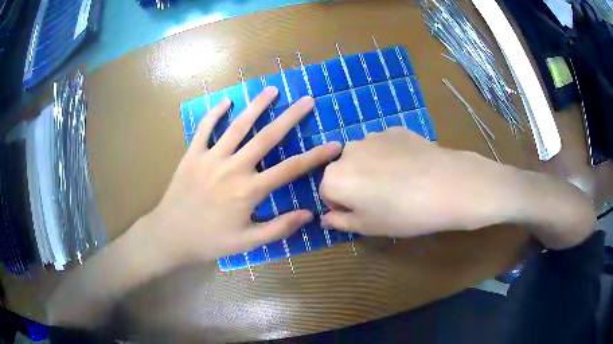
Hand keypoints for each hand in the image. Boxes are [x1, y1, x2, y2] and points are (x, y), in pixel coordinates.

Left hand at [144, 87, 340, 265]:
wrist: (170, 235)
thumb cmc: (209, 241)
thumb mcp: (247, 241)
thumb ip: (279, 227)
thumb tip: (309, 214)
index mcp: (249, 190)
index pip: (290, 169)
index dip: (316, 156)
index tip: (335, 144)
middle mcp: (233, 168)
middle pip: (267, 137)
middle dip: (291, 117)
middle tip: (307, 100)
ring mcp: (211, 157)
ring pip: (238, 126)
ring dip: (256, 106)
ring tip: (272, 90)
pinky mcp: (192, 154)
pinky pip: (204, 128)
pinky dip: (214, 113)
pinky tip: (226, 101)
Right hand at [319, 128, 516, 236]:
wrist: (446, 185)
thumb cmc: (403, 214)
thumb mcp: (368, 227)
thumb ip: (341, 222)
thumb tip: (325, 218)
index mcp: (335, 177)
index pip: (327, 193)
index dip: (343, 206)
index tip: (363, 214)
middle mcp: (347, 151)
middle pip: (344, 171)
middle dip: (355, 185)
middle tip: (381, 200)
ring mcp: (373, 136)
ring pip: (364, 156)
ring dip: (372, 169)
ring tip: (398, 182)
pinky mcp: (395, 130)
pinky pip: (384, 146)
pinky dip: (390, 156)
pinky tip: (410, 168)